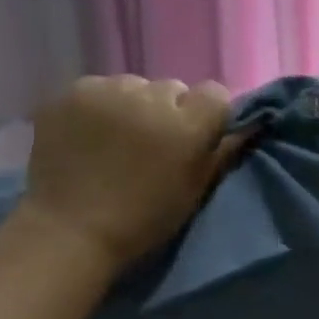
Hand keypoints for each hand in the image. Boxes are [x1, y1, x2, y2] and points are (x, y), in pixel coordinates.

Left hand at [17, 75, 237, 271]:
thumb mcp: (193, 193)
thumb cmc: (141, 222)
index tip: (194, 139)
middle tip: (150, 145)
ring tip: (114, 140)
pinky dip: (98, 107)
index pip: (215, 94)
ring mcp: (108, 90)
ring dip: (131, 106)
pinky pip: (98, 89)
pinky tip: (88, 136)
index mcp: (187, 126)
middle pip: (172, 89)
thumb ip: (222, 153)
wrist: (70, 232)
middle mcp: (151, 97)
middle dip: (167, 111)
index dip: (207, 115)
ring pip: (134, 86)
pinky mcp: (73, 91)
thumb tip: (248, 125)